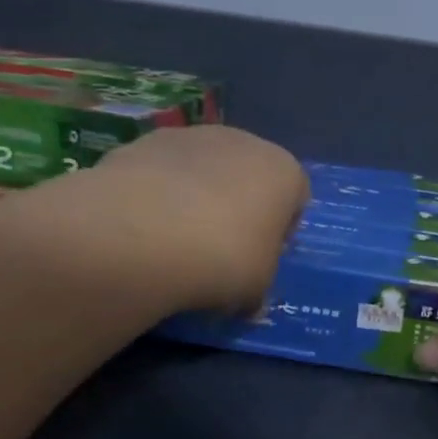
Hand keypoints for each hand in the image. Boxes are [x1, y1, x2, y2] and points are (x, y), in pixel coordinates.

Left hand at [79, 126, 306, 312]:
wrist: (142, 234)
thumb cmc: (223, 258)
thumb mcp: (255, 289)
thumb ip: (259, 287)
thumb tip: (250, 302)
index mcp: (284, 171)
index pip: (295, 197)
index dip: (280, 230)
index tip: (261, 259)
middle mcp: (244, 142)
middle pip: (248, 175)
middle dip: (238, 206)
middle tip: (219, 249)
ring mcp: (191, 136)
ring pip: (203, 169)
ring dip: (196, 196)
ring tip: (174, 240)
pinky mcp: (144, 142)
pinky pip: (162, 172)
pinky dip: (157, 193)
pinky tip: (142, 227)